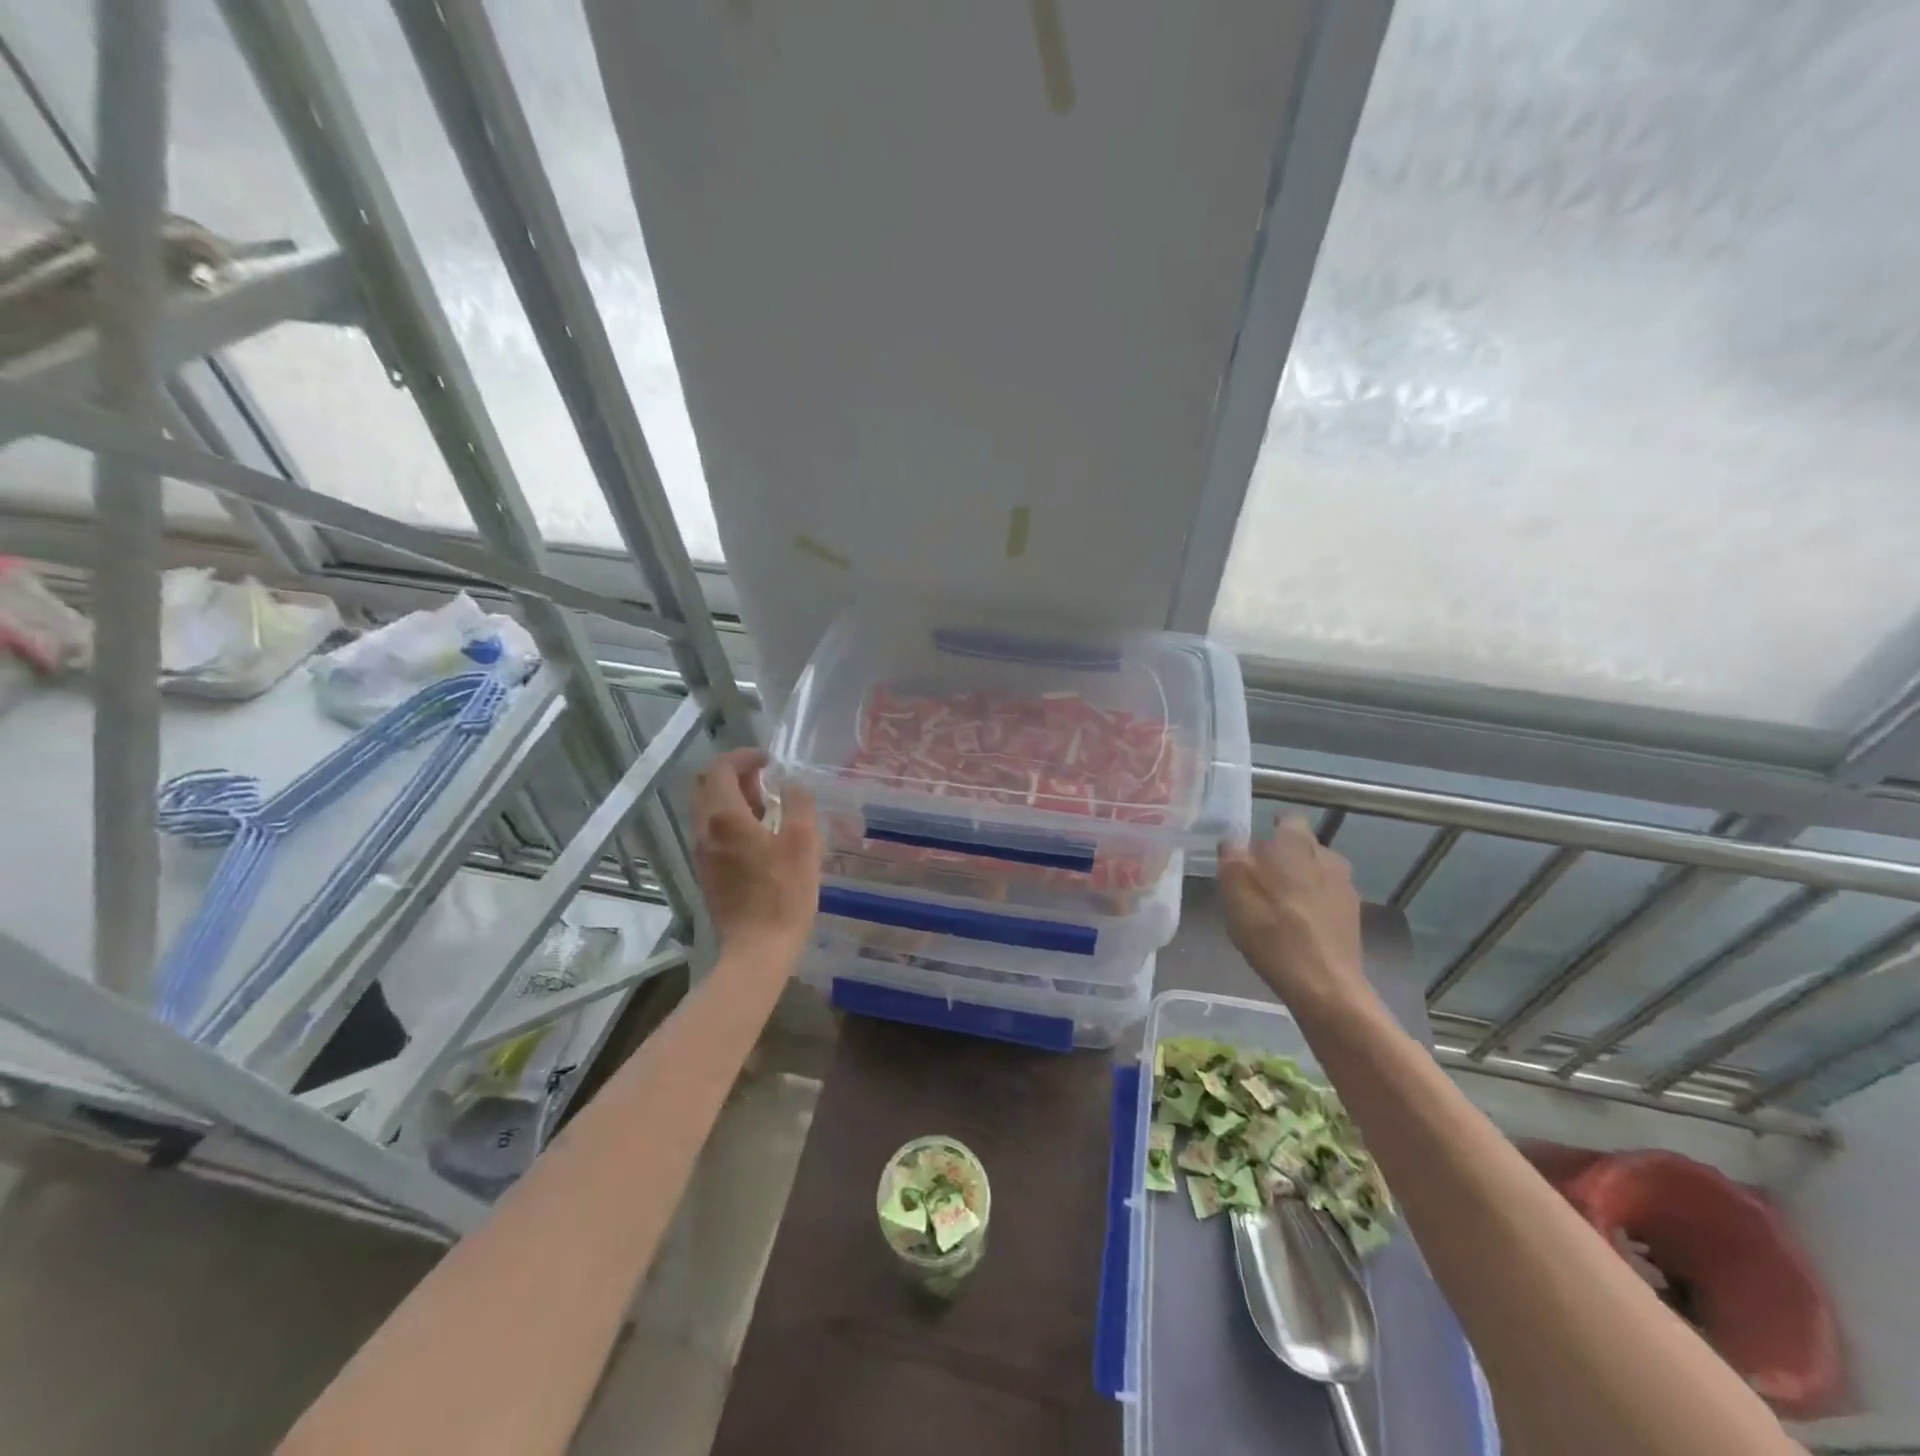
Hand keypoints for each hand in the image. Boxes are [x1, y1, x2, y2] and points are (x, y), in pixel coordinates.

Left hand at [693, 748, 819, 958]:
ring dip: (734, 799)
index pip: (721, 768)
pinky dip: (732, 821)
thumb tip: (792, 784)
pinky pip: (714, 832)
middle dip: (734, 775)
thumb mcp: (803, 842)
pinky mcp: (707, 872)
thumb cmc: (784, 893)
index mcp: (725, 817)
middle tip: (765, 781)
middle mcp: (705, 830)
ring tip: (770, 808)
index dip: (744, 756)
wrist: (757, 949)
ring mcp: (702, 853)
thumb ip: (798, 804)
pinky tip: (762, 838)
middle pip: (706, 786)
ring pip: (708, 810)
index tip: (769, 760)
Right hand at [1218, 817, 1373, 1019]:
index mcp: (1296, 843)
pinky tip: (1297, 927)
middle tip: (1258, 879)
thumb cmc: (1270, 928)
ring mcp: (1345, 887)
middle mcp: (1327, 856)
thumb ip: (1231, 854)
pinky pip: (1328, 899)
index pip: (1288, 819)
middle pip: (1302, 847)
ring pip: (1317, 873)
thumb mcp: (1233, 886)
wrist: (1322, 983)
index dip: (1270, 828)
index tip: (1254, 846)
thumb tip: (1234, 838)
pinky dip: (1313, 906)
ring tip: (1278, 906)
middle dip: (1283, 857)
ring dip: (1300, 881)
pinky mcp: (1354, 917)